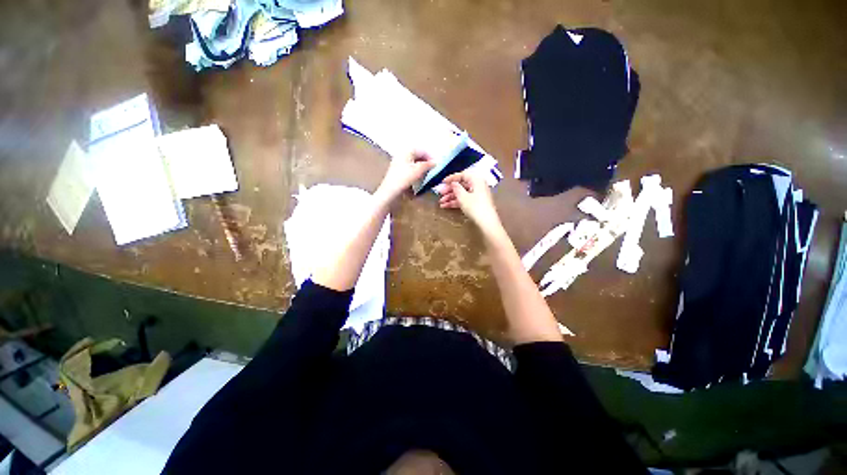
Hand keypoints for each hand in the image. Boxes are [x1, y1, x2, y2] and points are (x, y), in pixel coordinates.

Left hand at [376, 151, 435, 201]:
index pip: (421, 150)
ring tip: (425, 175)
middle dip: (425, 162)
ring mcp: (398, 164)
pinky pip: (408, 169)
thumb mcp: (418, 170)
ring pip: (412, 163)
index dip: (430, 157)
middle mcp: (401, 155)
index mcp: (406, 151)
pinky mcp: (397, 173)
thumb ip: (428, 165)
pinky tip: (417, 179)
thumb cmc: (404, 178)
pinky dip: (414, 173)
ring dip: (420, 168)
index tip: (436, 165)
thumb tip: (435, 162)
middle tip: (431, 170)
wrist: (390, 192)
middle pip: (416, 156)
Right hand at [437, 171, 501, 232]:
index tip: (442, 182)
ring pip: (462, 193)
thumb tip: (453, 183)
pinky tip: (446, 206)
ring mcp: (477, 195)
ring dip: (451, 197)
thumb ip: (456, 188)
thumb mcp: (463, 197)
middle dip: (449, 190)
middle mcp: (478, 185)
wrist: (487, 222)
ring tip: (441, 202)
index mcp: (476, 180)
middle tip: (440, 194)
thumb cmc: (475, 206)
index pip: (462, 175)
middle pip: (461, 185)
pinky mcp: (476, 203)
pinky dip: (456, 202)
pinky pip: (464, 200)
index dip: (451, 178)